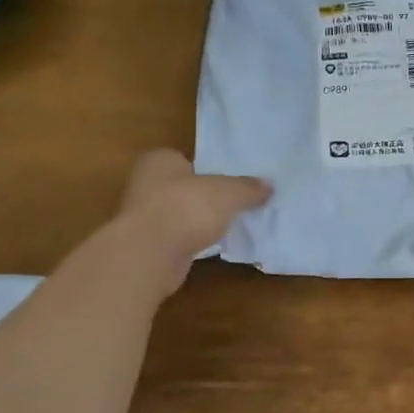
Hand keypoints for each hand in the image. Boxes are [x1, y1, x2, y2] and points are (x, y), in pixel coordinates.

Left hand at [115, 149, 270, 294]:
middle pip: (184, 187)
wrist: (150, 253)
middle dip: (205, 195)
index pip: (184, 158)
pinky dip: (193, 240)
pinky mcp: (148, 245)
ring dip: (199, 219)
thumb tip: (269, 186)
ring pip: (181, 213)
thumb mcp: (229, 193)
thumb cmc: (186, 207)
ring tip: (229, 224)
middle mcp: (145, 183)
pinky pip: (178, 236)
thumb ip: (248, 188)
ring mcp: (144, 216)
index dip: (206, 168)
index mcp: (160, 160)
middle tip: (234, 202)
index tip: (228, 181)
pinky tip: (212, 245)